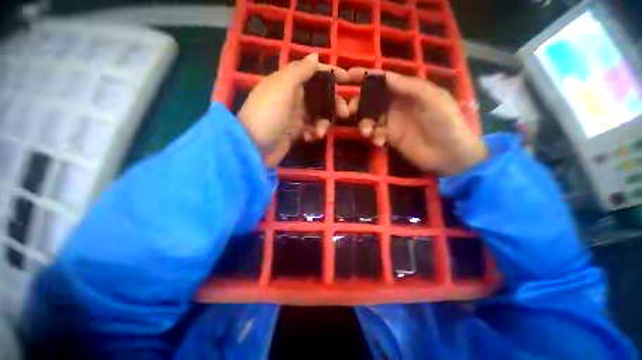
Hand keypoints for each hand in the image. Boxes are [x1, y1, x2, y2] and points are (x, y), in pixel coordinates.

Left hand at [237, 53, 348, 166]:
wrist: (254, 147)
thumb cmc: (268, 114)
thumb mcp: (282, 87)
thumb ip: (299, 71)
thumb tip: (315, 56)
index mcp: (289, 82)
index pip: (314, 72)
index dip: (331, 73)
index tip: (348, 79)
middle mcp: (293, 96)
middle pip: (320, 95)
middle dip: (334, 102)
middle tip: (345, 113)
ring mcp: (294, 115)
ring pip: (318, 113)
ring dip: (324, 122)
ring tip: (320, 132)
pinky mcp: (295, 131)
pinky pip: (311, 128)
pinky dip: (314, 132)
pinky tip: (311, 137)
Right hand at [347, 68, 486, 175]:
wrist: (449, 155)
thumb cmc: (445, 122)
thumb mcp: (431, 99)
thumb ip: (408, 87)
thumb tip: (384, 76)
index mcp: (408, 90)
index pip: (384, 80)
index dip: (366, 76)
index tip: (349, 75)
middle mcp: (397, 104)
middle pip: (372, 99)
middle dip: (359, 103)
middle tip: (349, 111)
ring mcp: (393, 121)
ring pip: (370, 117)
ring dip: (365, 123)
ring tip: (368, 133)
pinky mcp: (391, 137)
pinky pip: (376, 133)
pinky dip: (374, 136)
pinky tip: (379, 142)